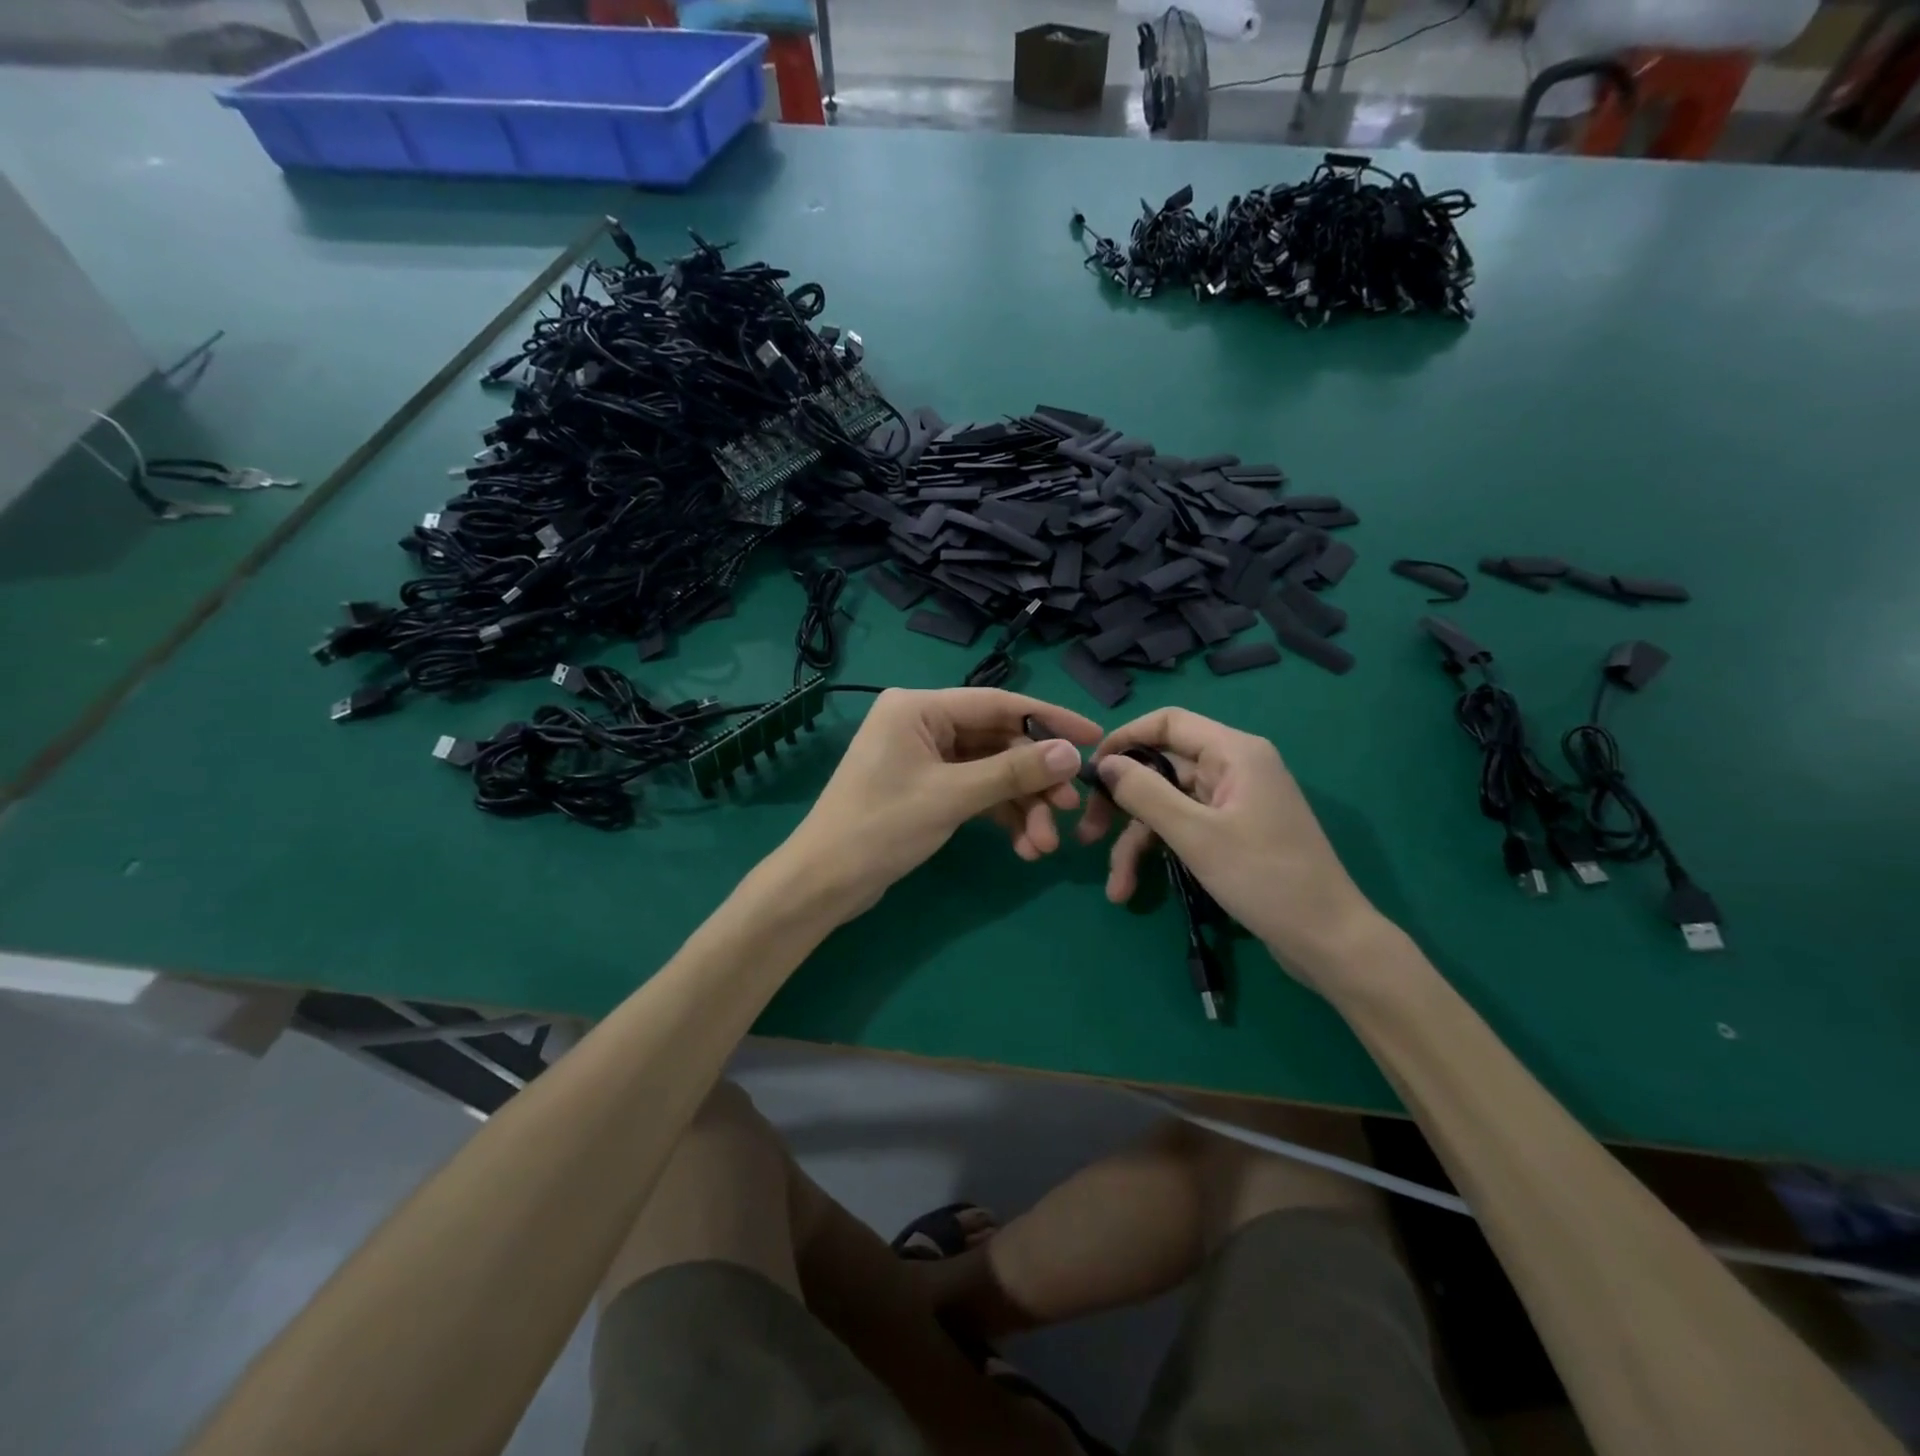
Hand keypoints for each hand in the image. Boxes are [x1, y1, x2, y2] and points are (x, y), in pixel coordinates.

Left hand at [786, 688, 1102, 918]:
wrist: (824, 883)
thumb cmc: (880, 828)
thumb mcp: (952, 797)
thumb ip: (1013, 772)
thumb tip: (1071, 754)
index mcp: (919, 708)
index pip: (998, 704)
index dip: (1049, 720)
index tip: (1093, 738)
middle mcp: (922, 723)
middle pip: (997, 742)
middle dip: (1034, 781)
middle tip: (1068, 811)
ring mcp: (924, 757)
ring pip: (990, 772)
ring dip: (1021, 806)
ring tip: (1044, 845)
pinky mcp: (926, 788)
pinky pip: (974, 792)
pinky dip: (999, 816)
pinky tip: (1023, 846)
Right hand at [1077, 707, 1384, 987]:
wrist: (1328, 941)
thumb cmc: (1266, 878)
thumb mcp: (1196, 835)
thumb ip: (1145, 793)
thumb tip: (1105, 764)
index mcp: (1234, 752)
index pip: (1168, 722)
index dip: (1124, 739)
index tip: (1090, 770)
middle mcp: (1234, 768)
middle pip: (1161, 768)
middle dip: (1123, 803)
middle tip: (1087, 832)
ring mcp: (1233, 803)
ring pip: (1167, 806)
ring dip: (1136, 841)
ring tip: (1116, 886)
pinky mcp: (1231, 834)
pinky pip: (1183, 829)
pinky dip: (1158, 854)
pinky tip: (1131, 889)